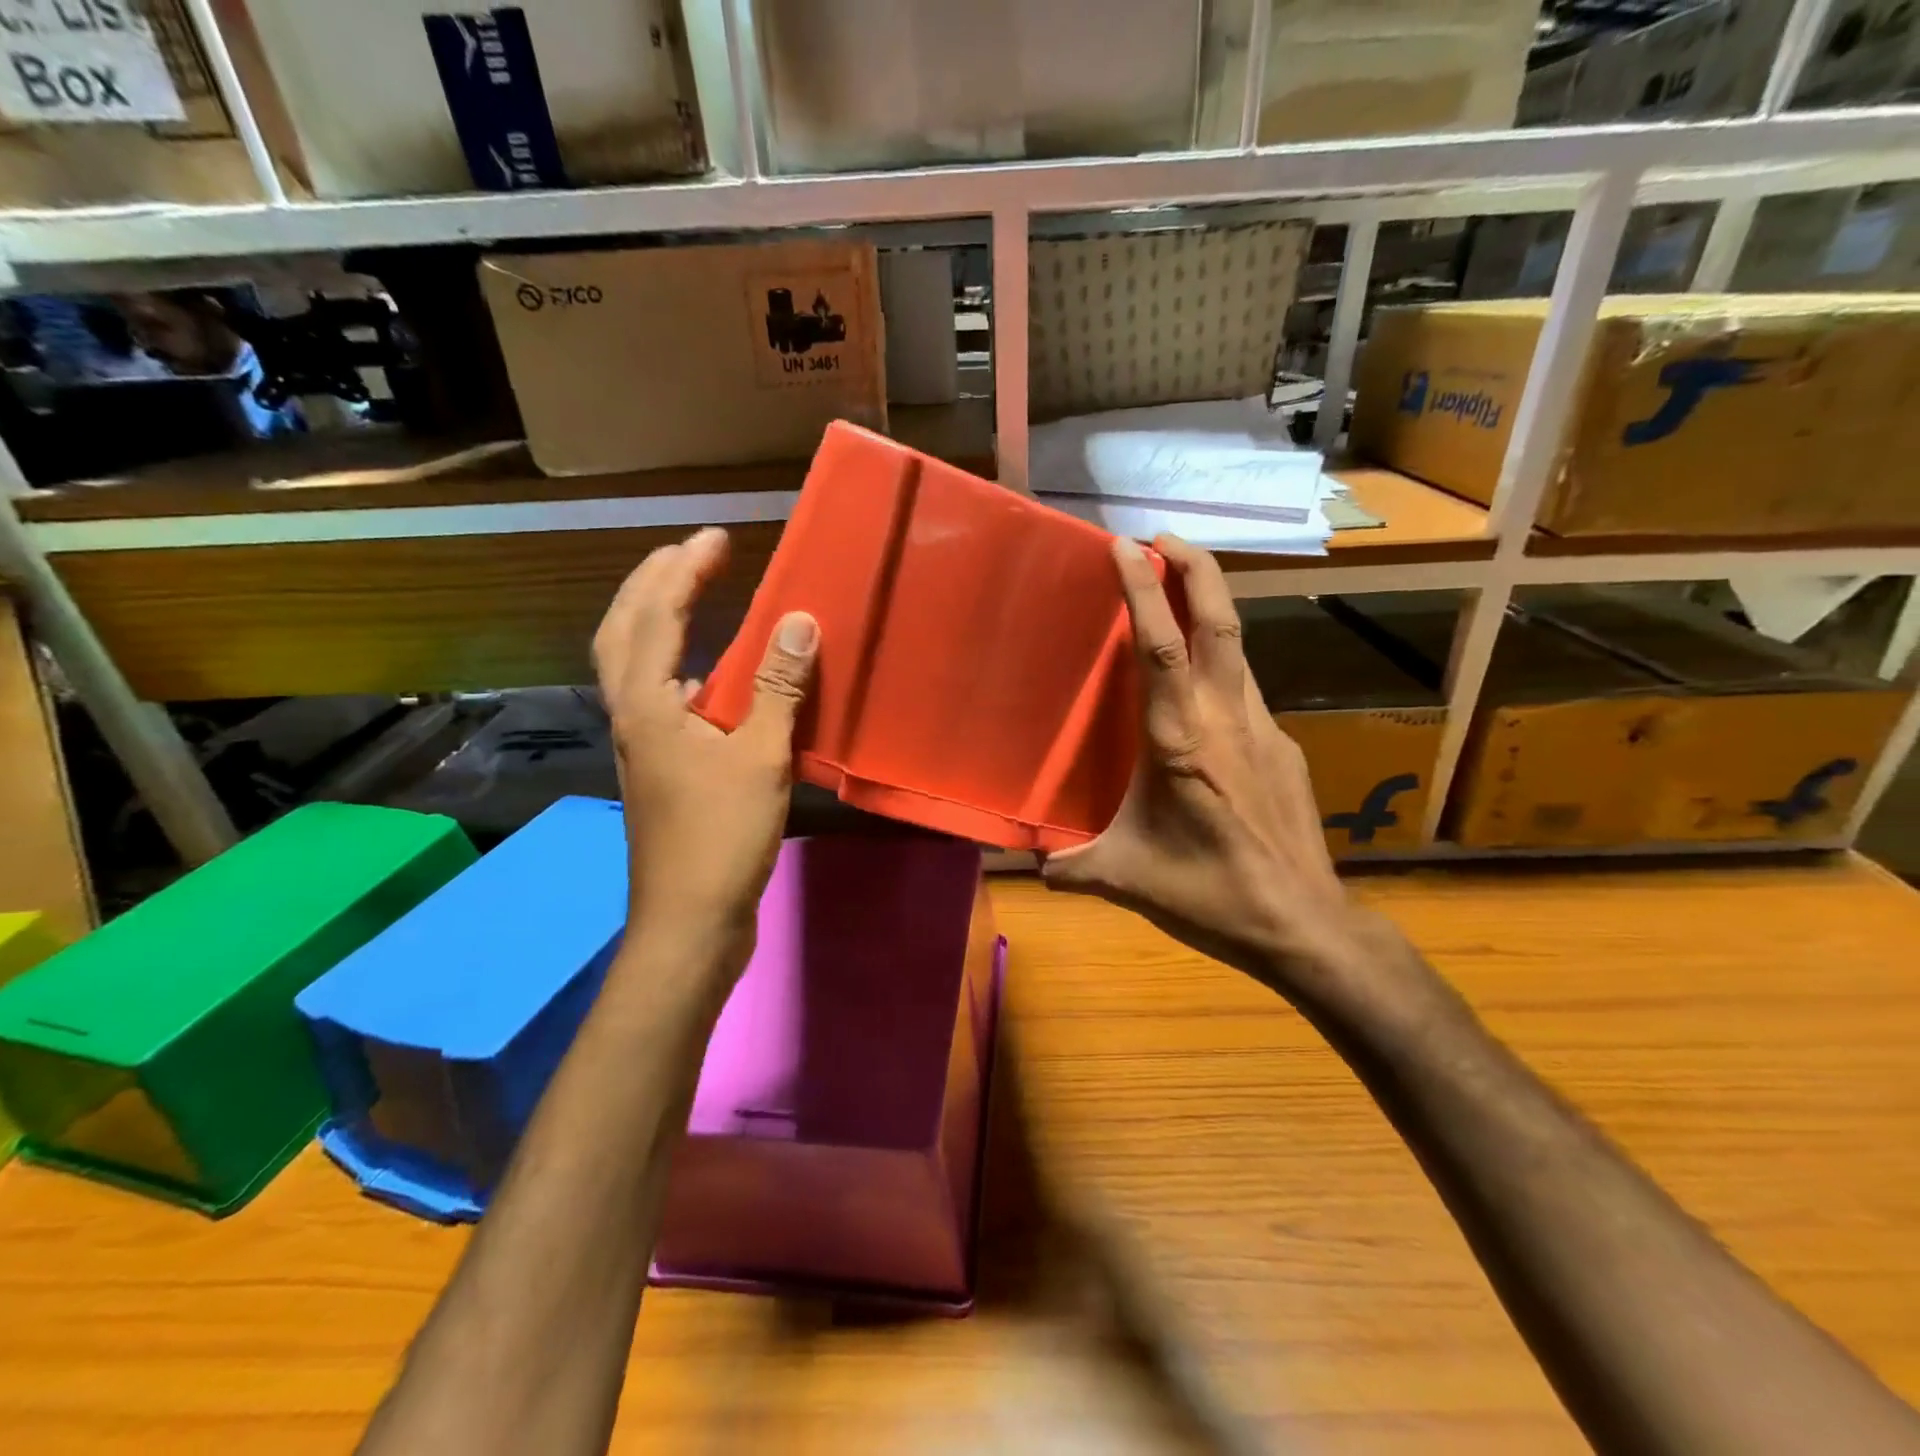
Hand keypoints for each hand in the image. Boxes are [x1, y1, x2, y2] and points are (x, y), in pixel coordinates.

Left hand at [592, 527, 816, 985]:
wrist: (690, 921)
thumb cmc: (721, 837)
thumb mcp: (761, 757)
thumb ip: (778, 687)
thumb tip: (799, 620)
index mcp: (646, 704)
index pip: (657, 614)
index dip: (686, 568)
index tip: (718, 537)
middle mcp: (631, 715)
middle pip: (624, 631)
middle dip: (653, 583)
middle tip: (692, 554)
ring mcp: (641, 744)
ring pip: (635, 665)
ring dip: (658, 621)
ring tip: (693, 596)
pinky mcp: (660, 769)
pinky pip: (661, 697)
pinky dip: (680, 668)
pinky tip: (712, 678)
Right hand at [1042, 535, 1396, 1011]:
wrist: (1305, 926)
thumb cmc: (1210, 895)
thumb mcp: (1127, 878)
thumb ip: (1071, 865)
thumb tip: (1029, 862)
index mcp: (1181, 742)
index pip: (1160, 647)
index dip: (1145, 589)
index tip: (1127, 545)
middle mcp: (1227, 719)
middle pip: (1219, 622)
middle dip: (1196, 566)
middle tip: (1163, 537)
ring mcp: (1264, 729)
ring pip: (1238, 648)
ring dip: (1209, 607)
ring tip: (1178, 591)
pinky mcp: (1284, 747)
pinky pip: (1247, 688)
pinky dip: (1221, 662)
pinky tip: (1203, 689)